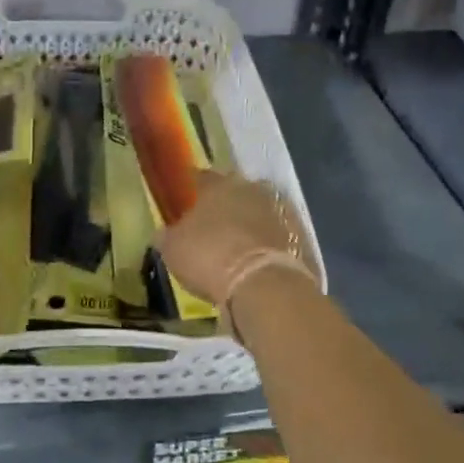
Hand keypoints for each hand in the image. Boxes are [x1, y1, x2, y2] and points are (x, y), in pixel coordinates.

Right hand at [156, 171, 313, 309]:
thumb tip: (163, 233)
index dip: (193, 189)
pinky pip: (277, 234)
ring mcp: (279, 211)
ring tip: (237, 245)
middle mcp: (251, 189)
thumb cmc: (209, 257)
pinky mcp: (299, 236)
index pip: (202, 177)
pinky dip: (268, 243)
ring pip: (258, 211)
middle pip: (235, 191)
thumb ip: (168, 236)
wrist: (263, 285)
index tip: (186, 201)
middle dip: (225, 204)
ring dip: (249, 222)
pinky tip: (258, 260)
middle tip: (213, 224)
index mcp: (218, 185)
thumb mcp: (173, 250)